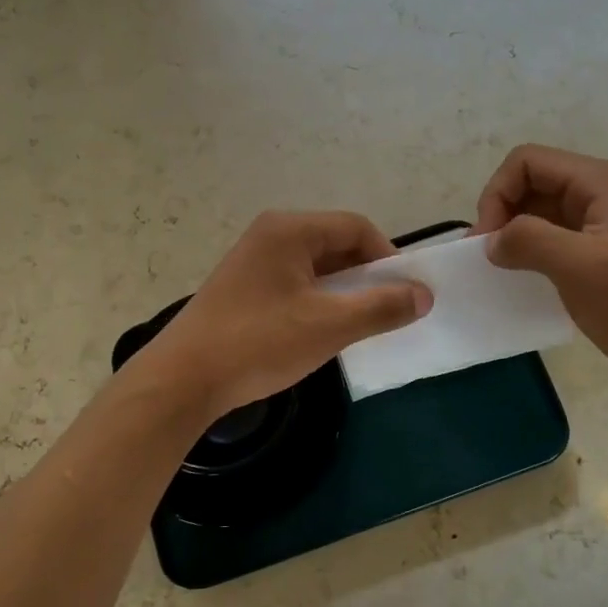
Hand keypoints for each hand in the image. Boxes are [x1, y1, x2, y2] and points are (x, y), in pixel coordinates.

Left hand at [136, 211, 430, 417]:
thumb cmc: (259, 342)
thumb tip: (424, 295)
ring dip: (342, 293)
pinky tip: (319, 333)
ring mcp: (252, 261)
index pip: (356, 227)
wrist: (183, 379)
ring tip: (356, 327)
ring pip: (315, 268)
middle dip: (366, 276)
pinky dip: (316, 302)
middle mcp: (270, 235)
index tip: (406, 293)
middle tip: (384, 312)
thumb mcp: (330, 326)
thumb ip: (382, 306)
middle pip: (335, 244)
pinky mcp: (242, 288)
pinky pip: (294, 284)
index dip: (388, 257)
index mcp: (290, 230)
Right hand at [473, 144, 607, 385]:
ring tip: (503, 268)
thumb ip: (530, 241)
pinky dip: (531, 250)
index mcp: (601, 182)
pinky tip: (525, 277)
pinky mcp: (601, 248)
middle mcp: (602, 191)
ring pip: (540, 209)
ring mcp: (603, 220)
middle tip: (490, 257)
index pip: (527, 162)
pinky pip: (554, 235)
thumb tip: (492, 241)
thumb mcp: (581, 268)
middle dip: (503, 213)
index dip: (498, 194)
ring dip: (514, 233)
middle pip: (532, 182)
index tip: (488, 240)